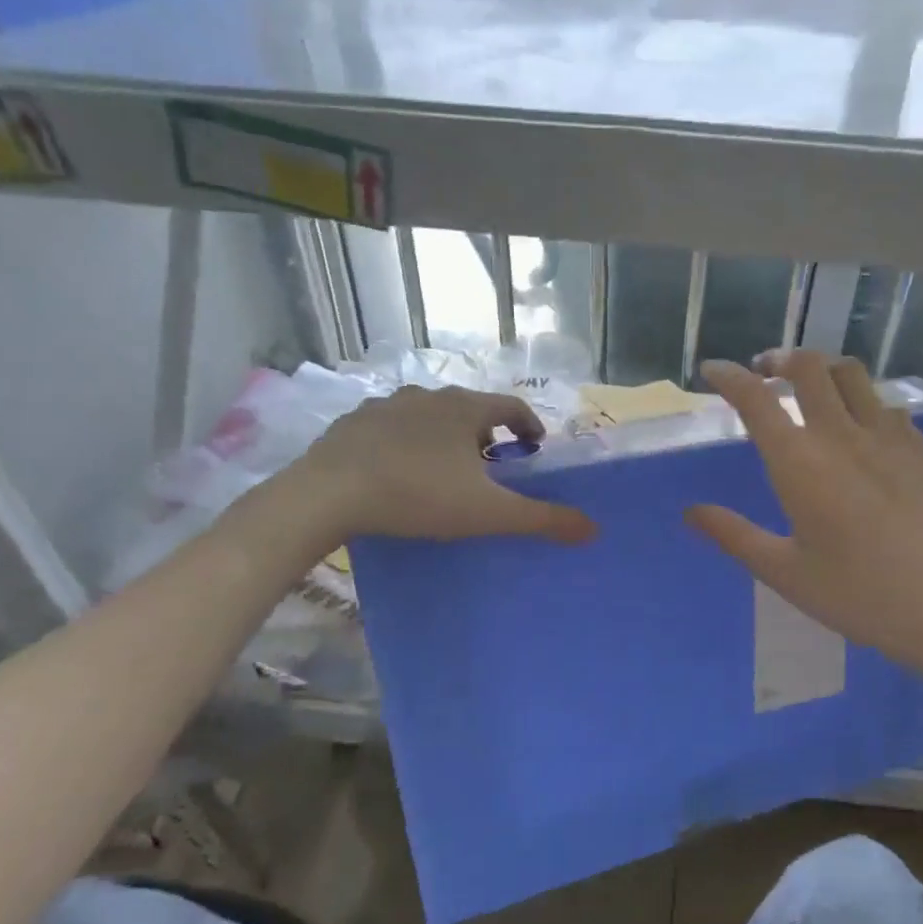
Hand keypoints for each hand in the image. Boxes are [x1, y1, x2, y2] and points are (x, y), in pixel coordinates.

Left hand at [238, 385, 596, 557]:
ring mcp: (387, 404)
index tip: (534, 450)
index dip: (529, 427)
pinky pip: (392, 426)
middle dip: (486, 435)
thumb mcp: (488, 513)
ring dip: (445, 436)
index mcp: (465, 408)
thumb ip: (542, 519)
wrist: (328, 494)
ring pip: (430, 415)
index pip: (512, 406)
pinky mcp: (354, 421)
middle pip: (471, 409)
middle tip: (490, 469)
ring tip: (444, 471)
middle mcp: (429, 395)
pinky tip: (398, 470)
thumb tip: (593, 529)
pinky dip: (406, 442)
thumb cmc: (419, 496)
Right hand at [686, 351, 922, 671]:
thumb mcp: (784, 572)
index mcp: (800, 463)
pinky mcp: (919, 449)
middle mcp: (841, 435)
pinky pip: (885, 403)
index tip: (712, 370)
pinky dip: (861, 398)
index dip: (729, 377)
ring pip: (850, 374)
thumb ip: (734, 536)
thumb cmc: (858, 594)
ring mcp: (887, 437)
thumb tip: (690, 512)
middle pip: (807, 367)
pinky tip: (860, 424)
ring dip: (821, 368)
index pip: (756, 400)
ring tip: (808, 385)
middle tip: (763, 371)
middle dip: (778, 359)